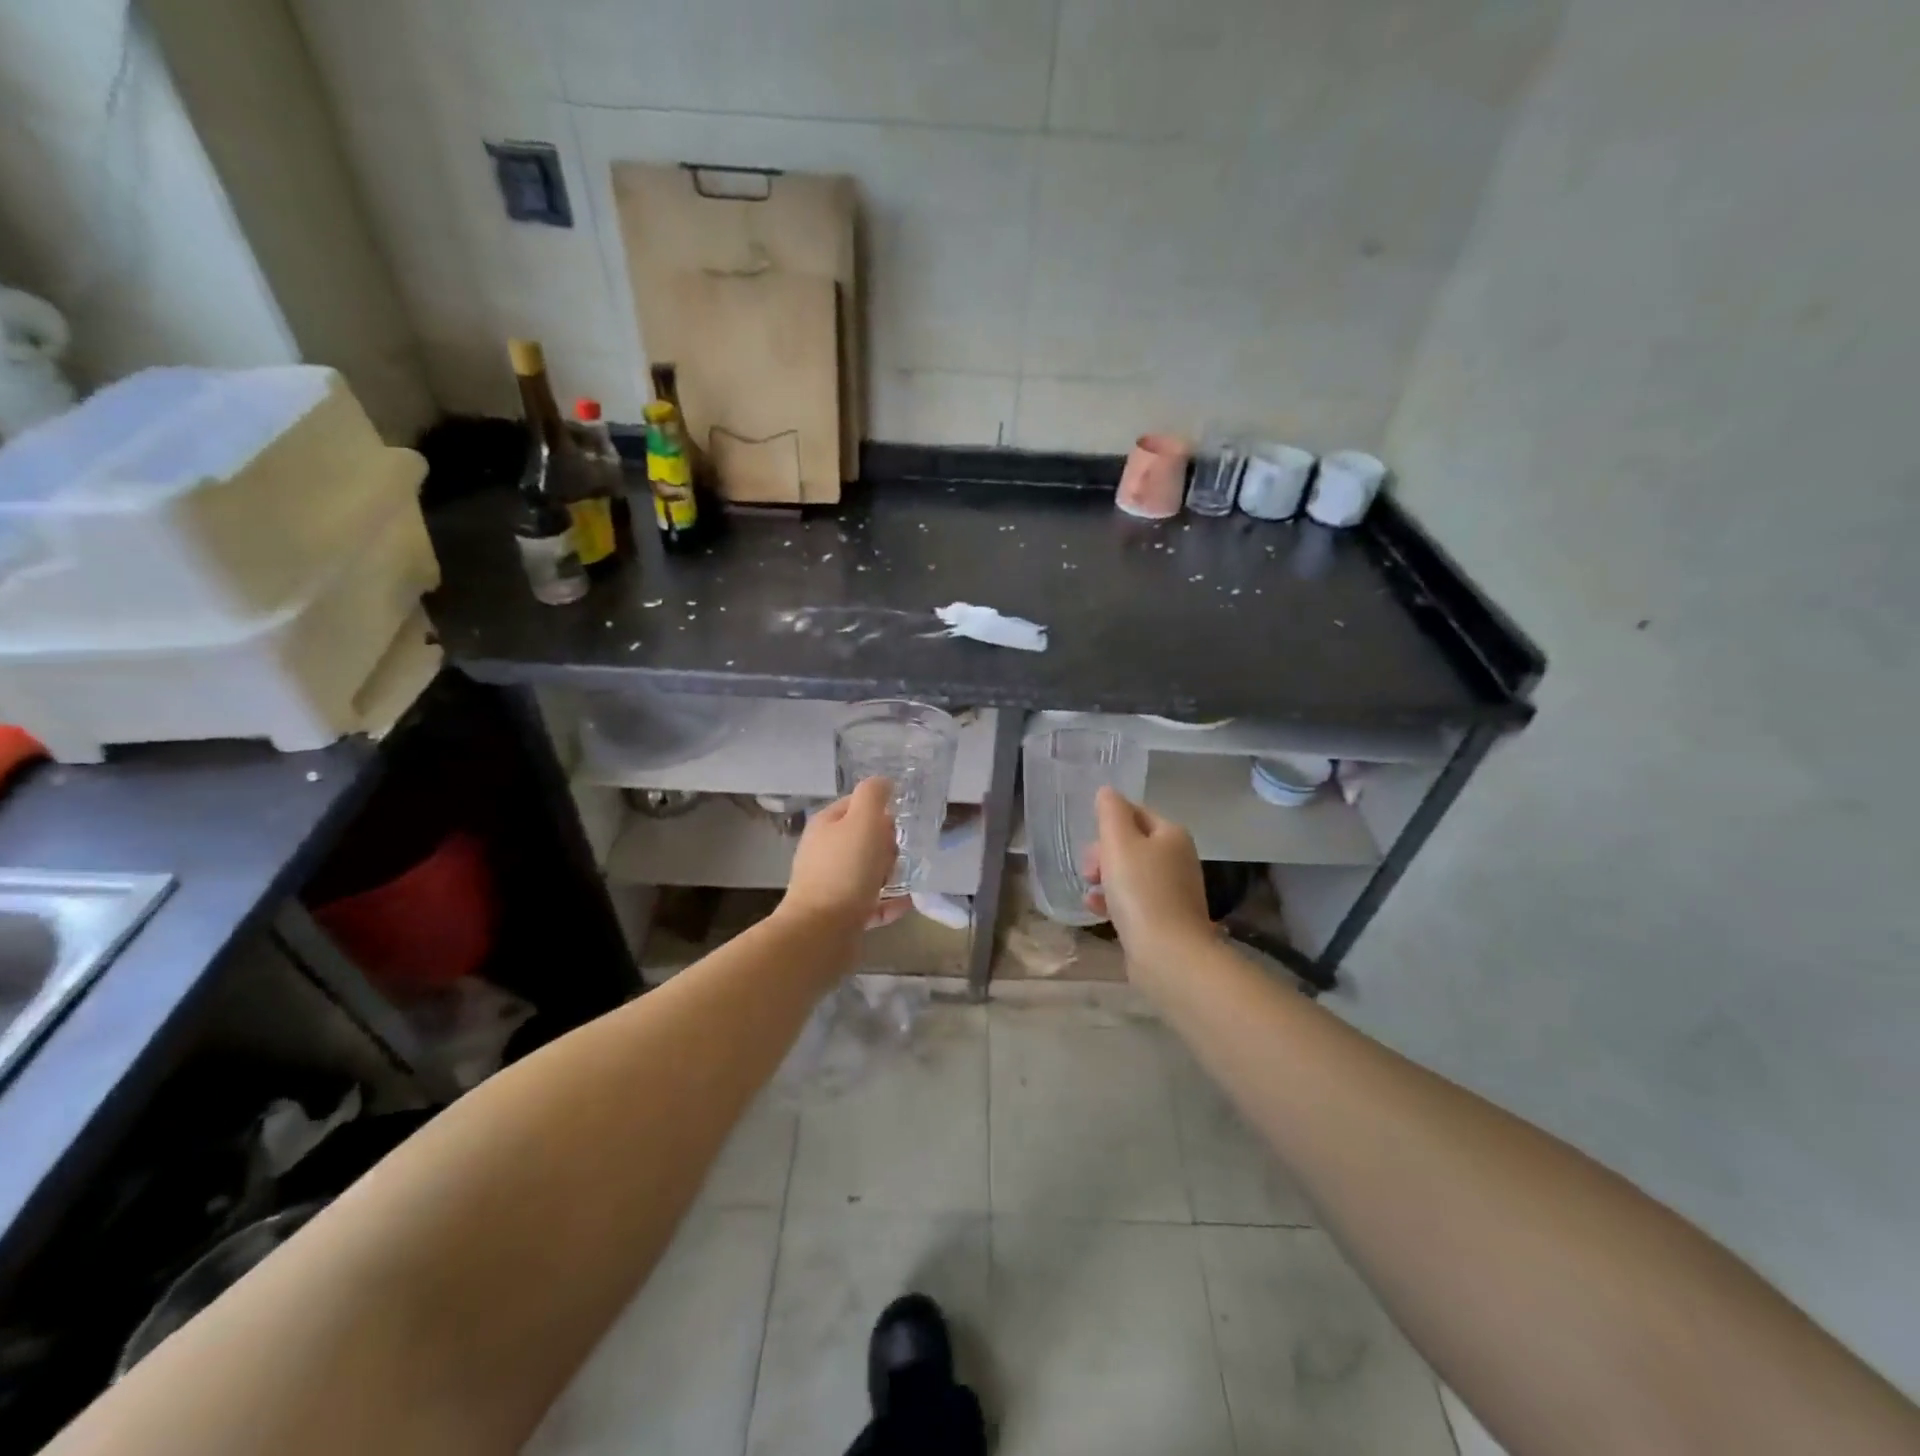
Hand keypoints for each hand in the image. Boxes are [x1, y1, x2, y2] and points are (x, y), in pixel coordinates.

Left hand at [781, 777, 901, 930]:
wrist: (821, 932)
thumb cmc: (845, 870)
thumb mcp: (863, 821)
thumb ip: (873, 796)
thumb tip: (883, 782)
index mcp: (826, 825)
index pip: (856, 805)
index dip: (880, 811)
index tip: (899, 825)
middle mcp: (824, 852)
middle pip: (864, 839)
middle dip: (887, 845)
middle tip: (897, 856)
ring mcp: (830, 884)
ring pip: (867, 871)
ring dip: (890, 874)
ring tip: (906, 880)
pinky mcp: (839, 913)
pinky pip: (870, 902)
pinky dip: (888, 902)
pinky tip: (905, 904)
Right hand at [1084, 788, 1212, 969]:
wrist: (1168, 953)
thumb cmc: (1140, 891)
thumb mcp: (1119, 842)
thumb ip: (1110, 812)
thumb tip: (1107, 792)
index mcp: (1171, 835)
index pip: (1135, 813)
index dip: (1108, 824)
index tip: (1090, 844)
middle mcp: (1178, 858)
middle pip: (1131, 844)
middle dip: (1103, 854)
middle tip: (1089, 871)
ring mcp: (1174, 891)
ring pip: (1130, 873)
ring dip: (1105, 879)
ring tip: (1089, 892)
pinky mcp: (1165, 918)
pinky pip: (1134, 900)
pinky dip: (1114, 901)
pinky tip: (1097, 910)